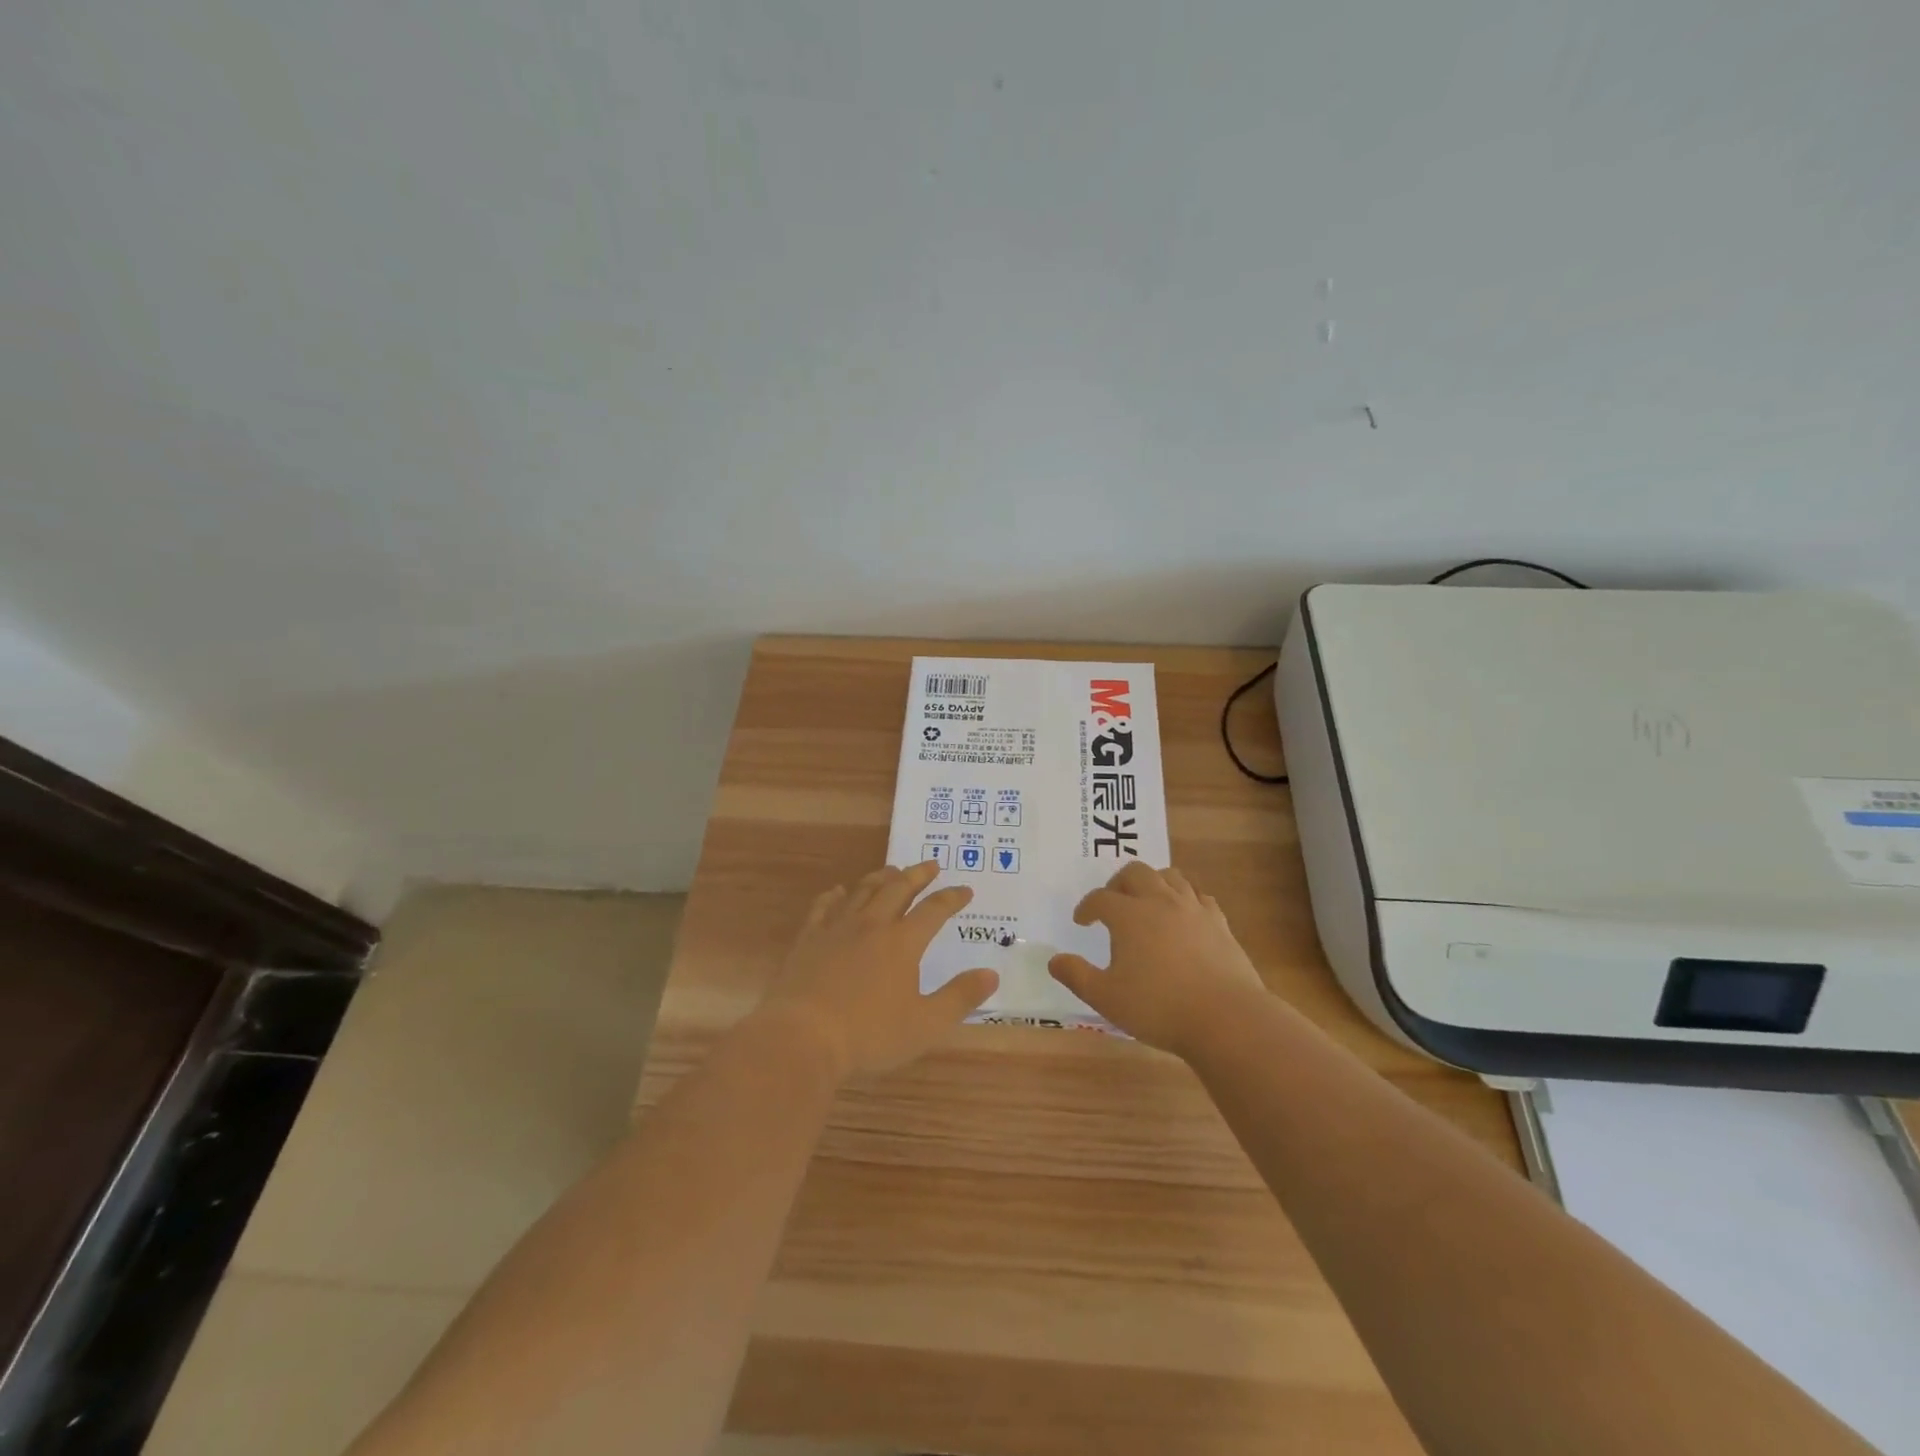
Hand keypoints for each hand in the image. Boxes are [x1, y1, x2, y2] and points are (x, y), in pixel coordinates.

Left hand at [757, 861, 999, 1078]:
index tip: (965, 889)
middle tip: (930, 865)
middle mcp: (872, 925)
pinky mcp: (808, 939)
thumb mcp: (925, 1024)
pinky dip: (835, 895)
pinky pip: (824, 907)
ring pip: (863, 891)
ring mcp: (837, 928)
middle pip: (898, 889)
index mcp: (903, 942)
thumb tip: (992, 973)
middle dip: (917, 875)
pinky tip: (838, 892)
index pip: (934, 911)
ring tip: (891, 870)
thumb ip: (960, 997)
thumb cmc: (869, 1034)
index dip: (951, 898)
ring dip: (881, 877)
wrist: (802, 1036)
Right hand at [1048, 861, 1265, 1057]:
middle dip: (1118, 883)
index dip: (1086, 907)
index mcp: (1129, 915)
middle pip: (1135, 872)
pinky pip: (1199, 896)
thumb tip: (1054, 960)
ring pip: (1170, 876)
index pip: (1100, 898)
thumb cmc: (1158, 1007)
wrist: (1226, 1018)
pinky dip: (1185, 899)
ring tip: (1146, 902)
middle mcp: (1160, 901)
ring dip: (1153, 882)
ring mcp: (1193, 908)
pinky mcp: (1219, 922)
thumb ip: (1077, 976)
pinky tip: (1183, 916)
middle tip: (1112, 902)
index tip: (1081, 921)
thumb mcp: (1106, 998)